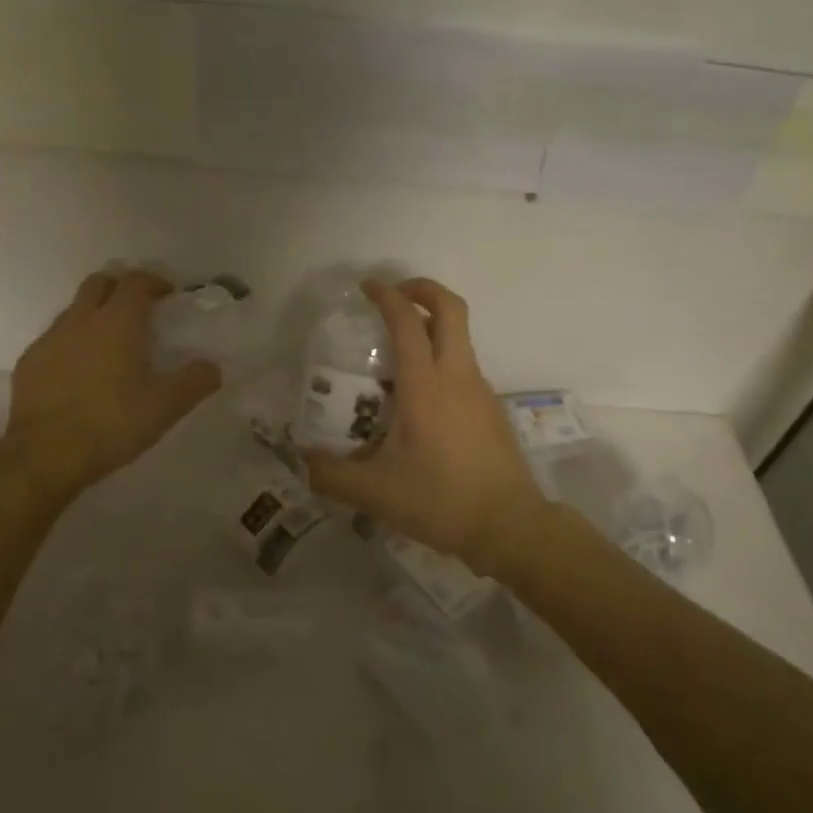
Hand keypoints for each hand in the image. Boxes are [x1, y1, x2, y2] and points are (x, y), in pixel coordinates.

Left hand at [0, 269, 220, 495]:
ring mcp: (49, 340)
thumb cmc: (111, 424)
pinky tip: (81, 373)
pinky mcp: (29, 363)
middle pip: (99, 283)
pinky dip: (73, 343)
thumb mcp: (165, 407)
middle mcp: (81, 321)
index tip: (168, 296)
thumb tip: (212, 367)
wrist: (44, 455)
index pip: (136, 281)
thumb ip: (194, 381)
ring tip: (111, 346)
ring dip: (95, 315)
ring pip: (74, 310)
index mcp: (117, 323)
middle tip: (139, 311)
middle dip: (120, 288)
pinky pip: (55, 339)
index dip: (154, 282)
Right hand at [303, 278, 548, 573]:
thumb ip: (332, 475)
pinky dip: (442, 361)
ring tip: (397, 357)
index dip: (387, 296)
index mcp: (426, 386)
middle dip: (423, 289)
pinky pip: (464, 368)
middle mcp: (457, 376)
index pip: (407, 321)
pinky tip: (420, 401)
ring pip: (460, 338)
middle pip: (451, 308)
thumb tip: (302, 461)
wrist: (510, 525)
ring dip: (432, 328)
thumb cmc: (441, 501)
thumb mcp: (376, 493)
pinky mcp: (492, 408)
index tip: (367, 287)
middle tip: (394, 296)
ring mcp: (480, 390)